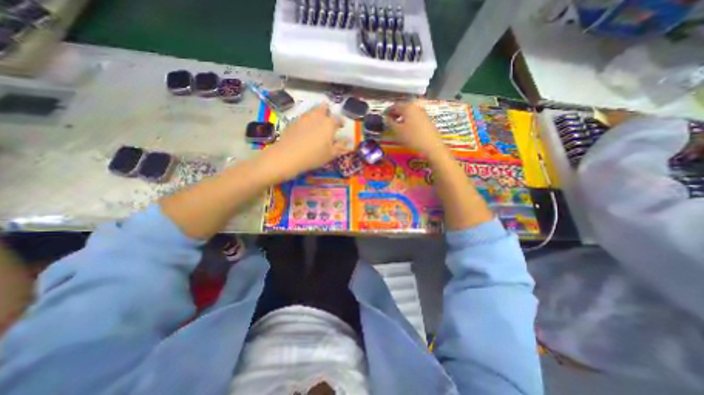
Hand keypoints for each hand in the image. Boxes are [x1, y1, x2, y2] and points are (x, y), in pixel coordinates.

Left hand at [259, 104, 347, 180]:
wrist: (288, 156)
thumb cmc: (314, 156)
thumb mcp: (331, 154)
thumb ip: (341, 145)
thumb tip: (347, 140)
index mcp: (329, 124)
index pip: (338, 119)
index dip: (341, 122)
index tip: (342, 126)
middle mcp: (317, 117)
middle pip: (323, 108)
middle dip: (327, 111)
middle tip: (328, 118)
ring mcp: (304, 118)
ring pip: (312, 111)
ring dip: (316, 114)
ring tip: (317, 122)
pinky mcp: (294, 122)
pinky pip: (303, 117)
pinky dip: (307, 120)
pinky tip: (306, 128)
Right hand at [385, 101, 444, 156]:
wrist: (431, 145)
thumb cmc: (412, 137)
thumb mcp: (397, 131)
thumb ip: (390, 123)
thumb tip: (385, 118)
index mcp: (408, 107)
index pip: (394, 106)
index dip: (387, 111)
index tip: (383, 117)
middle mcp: (416, 107)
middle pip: (402, 107)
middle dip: (395, 113)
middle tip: (389, 121)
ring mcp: (422, 113)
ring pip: (409, 112)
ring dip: (401, 117)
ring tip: (396, 125)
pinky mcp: (426, 120)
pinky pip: (414, 117)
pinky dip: (408, 120)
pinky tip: (406, 128)